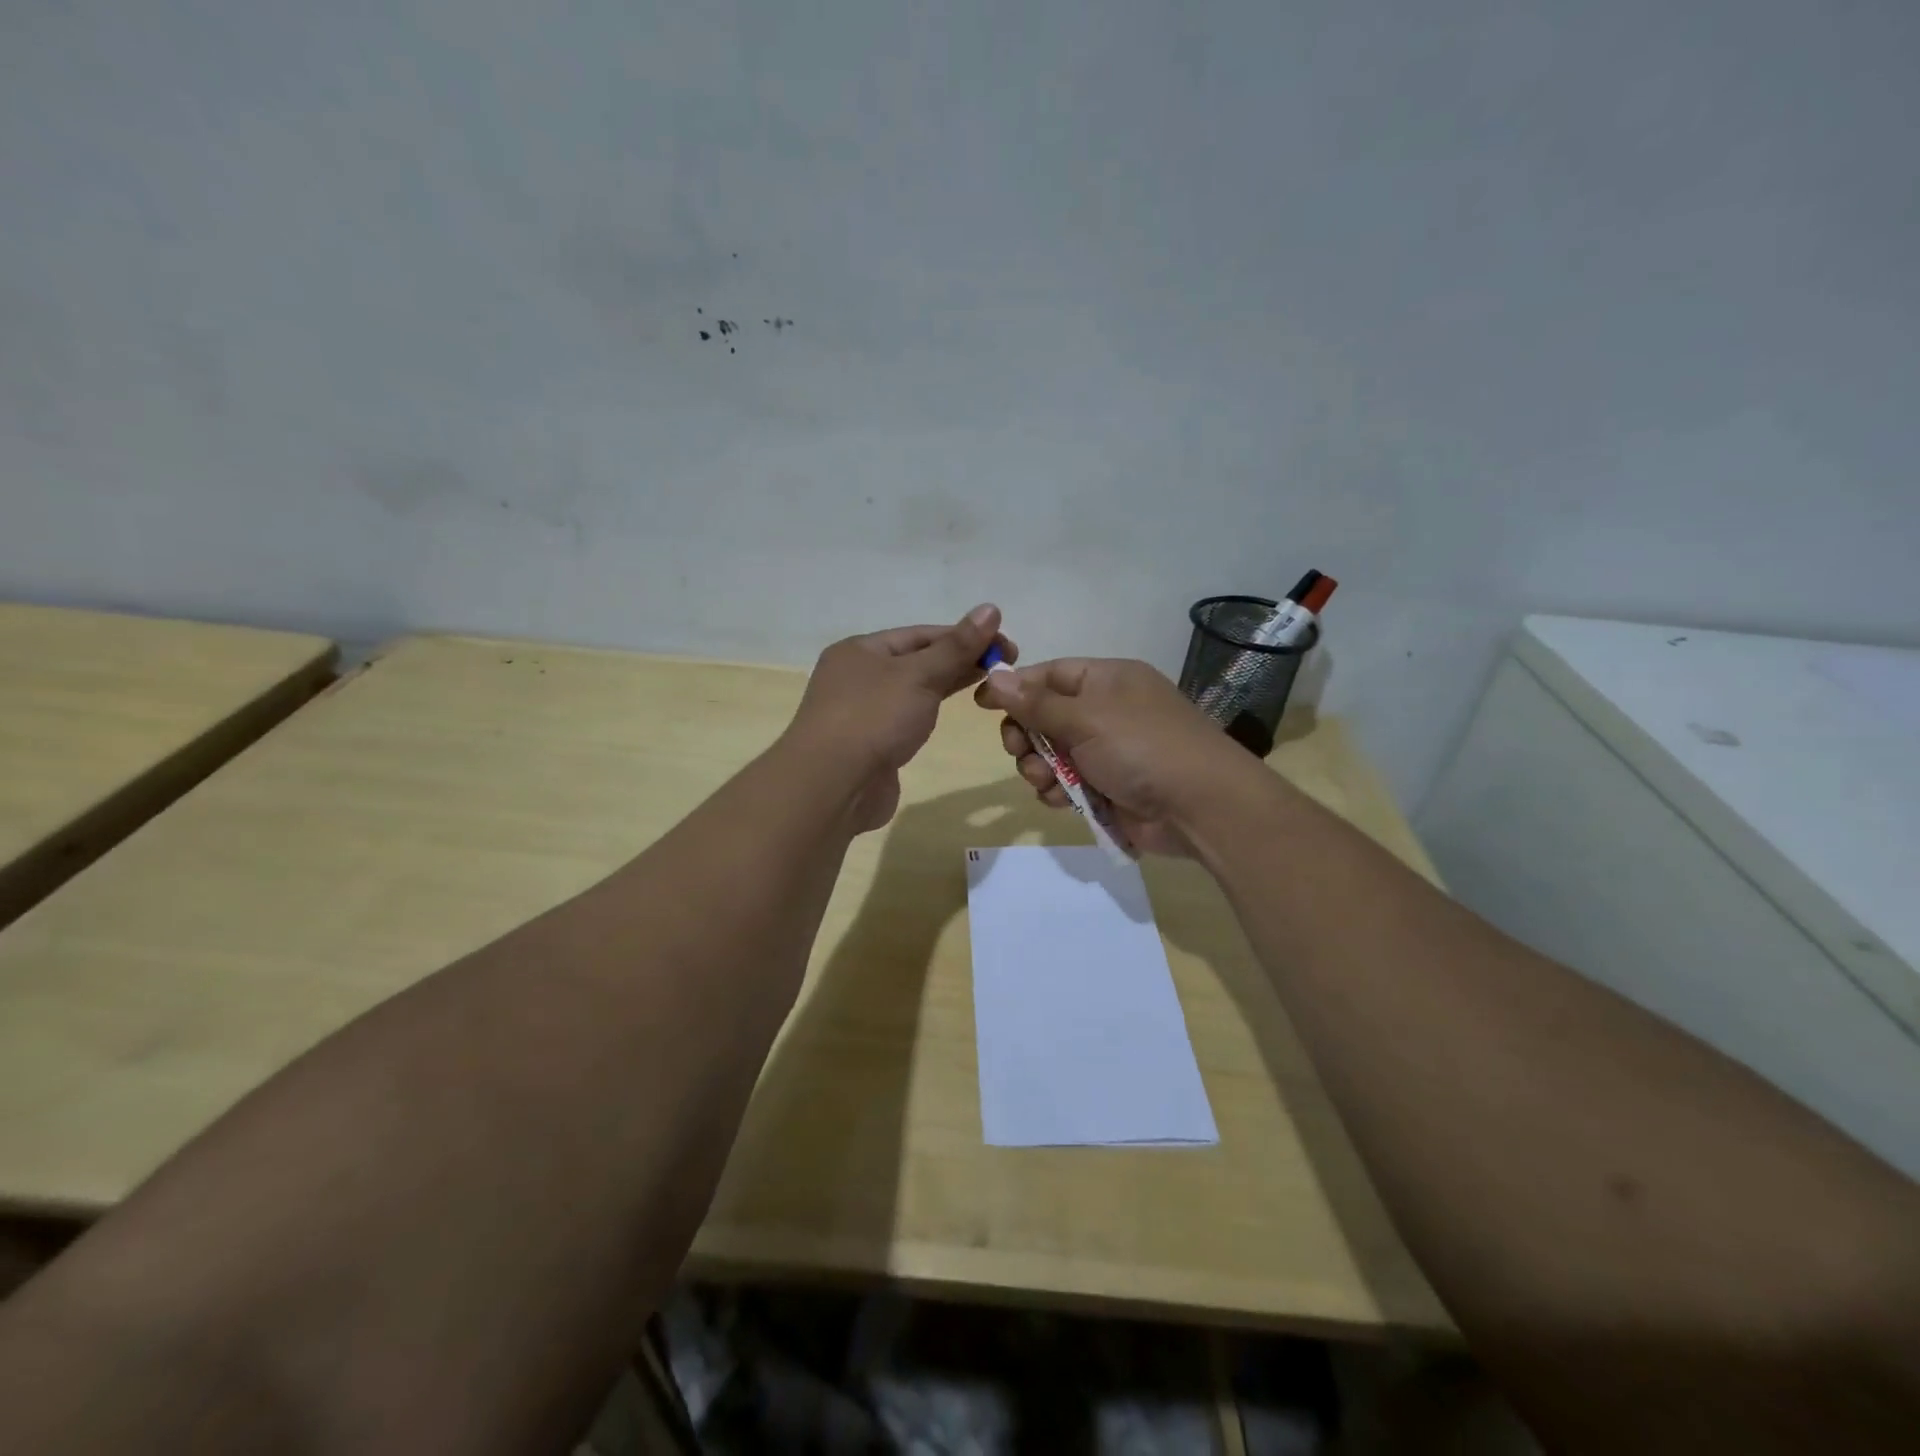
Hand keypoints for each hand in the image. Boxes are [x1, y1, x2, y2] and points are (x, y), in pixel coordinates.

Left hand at [787, 604, 1014, 831]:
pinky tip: (949, 714)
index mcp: (860, 650)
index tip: (1005, 646)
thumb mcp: (919, 675)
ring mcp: (861, 713)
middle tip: (1005, 667)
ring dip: (946, 685)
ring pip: (911, 691)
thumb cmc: (874, 718)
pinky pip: (905, 719)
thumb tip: (991, 608)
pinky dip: (929, 712)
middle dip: (959, 661)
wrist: (833, 785)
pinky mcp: (870, 745)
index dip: (964, 636)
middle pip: (916, 660)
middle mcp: (856, 676)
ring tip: (988, 687)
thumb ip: (956, 646)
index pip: (920, 634)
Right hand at [975, 658, 1247, 856]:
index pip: (1049, 674)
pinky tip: (1061, 800)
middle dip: (1026, 736)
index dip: (1015, 687)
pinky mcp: (1108, 786)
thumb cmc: (1142, 747)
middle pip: (1044, 716)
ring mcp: (1108, 751)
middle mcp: (1106, 711)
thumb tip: (995, 676)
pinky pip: (1066, 783)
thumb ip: (1036, 702)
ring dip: (1039, 768)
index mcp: (1107, 680)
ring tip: (1047, 781)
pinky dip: (1058, 791)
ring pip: (1050, 754)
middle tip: (1019, 750)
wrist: (1200, 807)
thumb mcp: (1085, 718)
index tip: (982, 704)